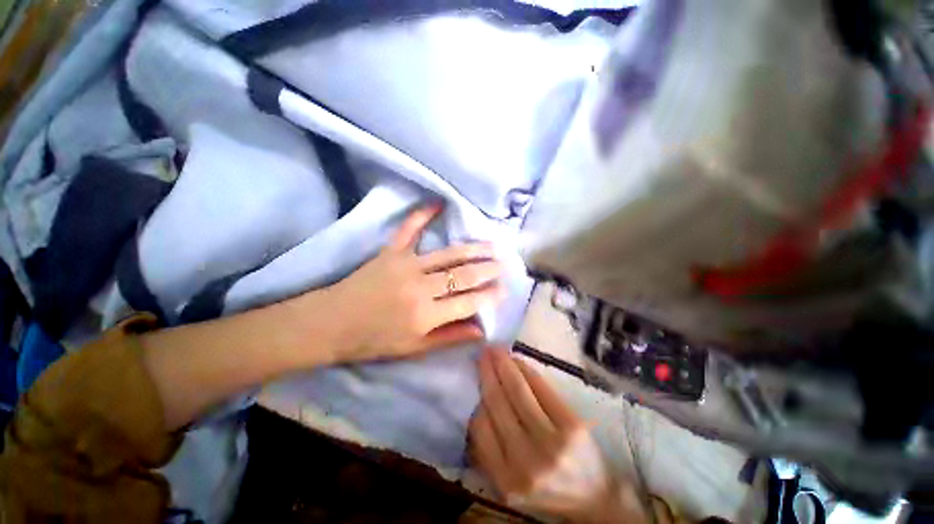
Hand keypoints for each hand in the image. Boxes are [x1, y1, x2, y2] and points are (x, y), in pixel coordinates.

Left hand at [327, 205, 505, 361]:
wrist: (331, 323)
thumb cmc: (373, 340)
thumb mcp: (413, 349)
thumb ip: (449, 337)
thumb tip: (481, 330)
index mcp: (426, 315)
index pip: (468, 302)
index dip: (490, 296)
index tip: (505, 289)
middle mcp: (420, 288)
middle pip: (463, 275)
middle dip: (488, 269)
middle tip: (504, 264)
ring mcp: (406, 265)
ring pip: (448, 254)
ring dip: (473, 249)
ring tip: (491, 245)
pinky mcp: (391, 251)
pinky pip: (409, 229)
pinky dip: (423, 214)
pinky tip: (438, 203)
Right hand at [468, 348, 649, 523]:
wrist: (595, 498)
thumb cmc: (548, 490)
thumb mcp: (511, 483)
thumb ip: (489, 453)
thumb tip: (476, 407)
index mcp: (506, 480)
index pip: (480, 428)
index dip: (476, 397)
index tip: (474, 377)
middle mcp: (526, 461)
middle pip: (498, 403)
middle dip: (487, 372)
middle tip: (482, 353)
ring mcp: (551, 441)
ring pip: (517, 390)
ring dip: (503, 365)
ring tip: (496, 350)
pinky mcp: (572, 425)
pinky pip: (541, 388)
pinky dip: (525, 370)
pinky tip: (517, 361)